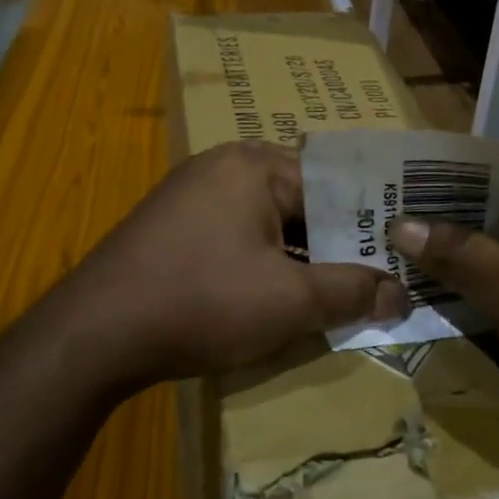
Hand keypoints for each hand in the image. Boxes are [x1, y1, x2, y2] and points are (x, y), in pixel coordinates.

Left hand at [56, 141, 404, 389]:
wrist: (95, 334)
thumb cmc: (203, 301)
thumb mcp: (290, 301)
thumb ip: (352, 292)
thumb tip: (403, 294)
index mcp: (255, 164)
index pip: (334, 185)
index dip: (369, 224)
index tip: (398, 258)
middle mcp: (223, 165)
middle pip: (300, 201)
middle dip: (333, 245)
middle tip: (371, 283)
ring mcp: (191, 194)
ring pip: (267, 222)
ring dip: (298, 259)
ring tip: (330, 296)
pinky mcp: (172, 225)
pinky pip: (234, 235)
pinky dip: (260, 263)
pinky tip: (273, 298)